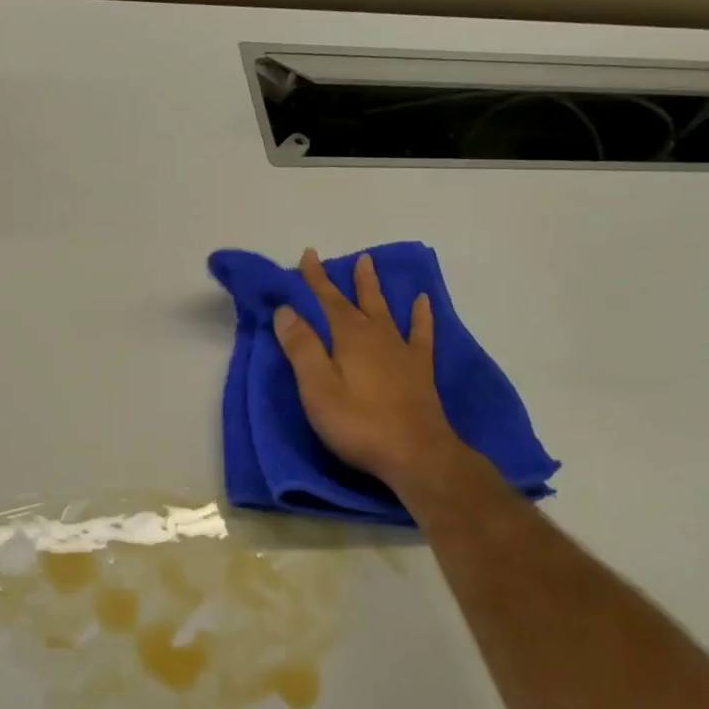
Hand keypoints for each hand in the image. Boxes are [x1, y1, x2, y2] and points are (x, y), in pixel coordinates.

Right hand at [272, 249, 481, 497]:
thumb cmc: (359, 423)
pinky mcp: (420, 370)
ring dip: (376, 289)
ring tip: (372, 266)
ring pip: (386, 311)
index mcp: (349, 338)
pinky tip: (422, 302)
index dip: (316, 278)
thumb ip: (302, 347)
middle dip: (348, 280)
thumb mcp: (318, 388)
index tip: (308, 254)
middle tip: (349, 257)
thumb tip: (286, 310)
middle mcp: (377, 336)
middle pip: (359, 301)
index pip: (328, 300)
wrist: (416, 454)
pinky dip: (420, 316)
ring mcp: (402, 352)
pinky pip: (421, 334)